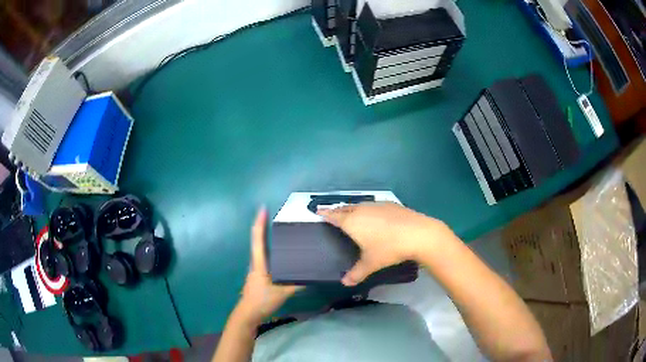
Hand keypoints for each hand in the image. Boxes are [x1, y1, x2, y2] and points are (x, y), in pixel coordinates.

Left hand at [236, 208, 301, 324]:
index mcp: (259, 263)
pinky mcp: (258, 275)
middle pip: (258, 241)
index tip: (262, 209)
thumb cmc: (261, 301)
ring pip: (261, 249)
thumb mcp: (282, 293)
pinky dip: (270, 250)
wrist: (248, 313)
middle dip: (264, 226)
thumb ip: (296, 284)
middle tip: (277, 217)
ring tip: (281, 231)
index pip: (258, 239)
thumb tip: (312, 276)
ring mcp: (256, 269)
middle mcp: (256, 263)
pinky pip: (264, 258)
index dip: (259, 223)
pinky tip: (281, 254)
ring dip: (267, 238)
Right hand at [318, 202, 450, 285]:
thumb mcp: (370, 264)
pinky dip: (369, 210)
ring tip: (352, 215)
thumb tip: (345, 283)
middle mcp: (362, 210)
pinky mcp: (390, 204)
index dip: (325, 214)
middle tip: (333, 215)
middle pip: (345, 208)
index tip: (318, 211)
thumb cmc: (389, 249)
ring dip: (353, 209)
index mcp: (352, 222)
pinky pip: (373, 205)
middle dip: (338, 211)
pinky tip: (375, 217)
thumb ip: (356, 273)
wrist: (417, 233)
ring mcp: (377, 205)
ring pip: (360, 205)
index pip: (333, 216)